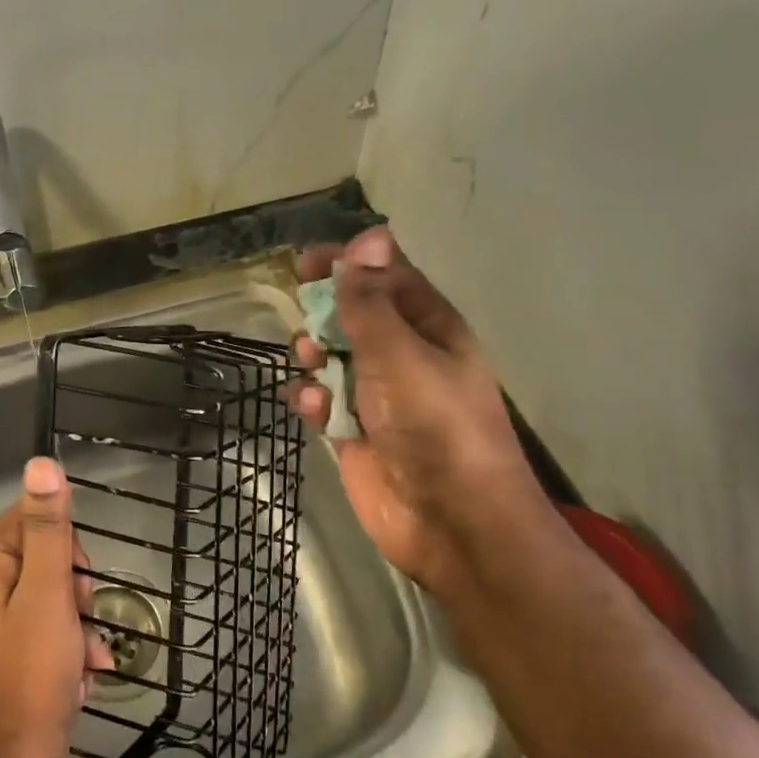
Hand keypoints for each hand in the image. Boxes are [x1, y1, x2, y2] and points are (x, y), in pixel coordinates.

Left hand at [0, 457, 111, 757]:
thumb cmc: (31, 671)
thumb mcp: (48, 592)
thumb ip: (49, 527)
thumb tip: (42, 463)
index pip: (40, 518)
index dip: (69, 550)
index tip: (77, 586)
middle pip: (51, 555)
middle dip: (77, 590)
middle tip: (80, 620)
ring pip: (56, 592)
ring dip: (79, 624)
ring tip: (83, 658)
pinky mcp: (8, 642)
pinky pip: (49, 624)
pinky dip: (70, 645)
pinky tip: (80, 675)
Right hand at [287, 226, 546, 591]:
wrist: (451, 521)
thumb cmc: (434, 424)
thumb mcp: (400, 353)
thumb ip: (371, 300)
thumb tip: (367, 236)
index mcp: (429, 328)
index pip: (387, 277)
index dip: (350, 263)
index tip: (307, 260)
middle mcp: (403, 356)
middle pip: (353, 314)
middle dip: (325, 311)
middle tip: (308, 315)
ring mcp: (377, 395)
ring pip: (330, 356)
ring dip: (314, 353)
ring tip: (312, 361)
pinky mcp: (354, 431)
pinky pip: (322, 400)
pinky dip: (313, 399)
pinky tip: (316, 408)